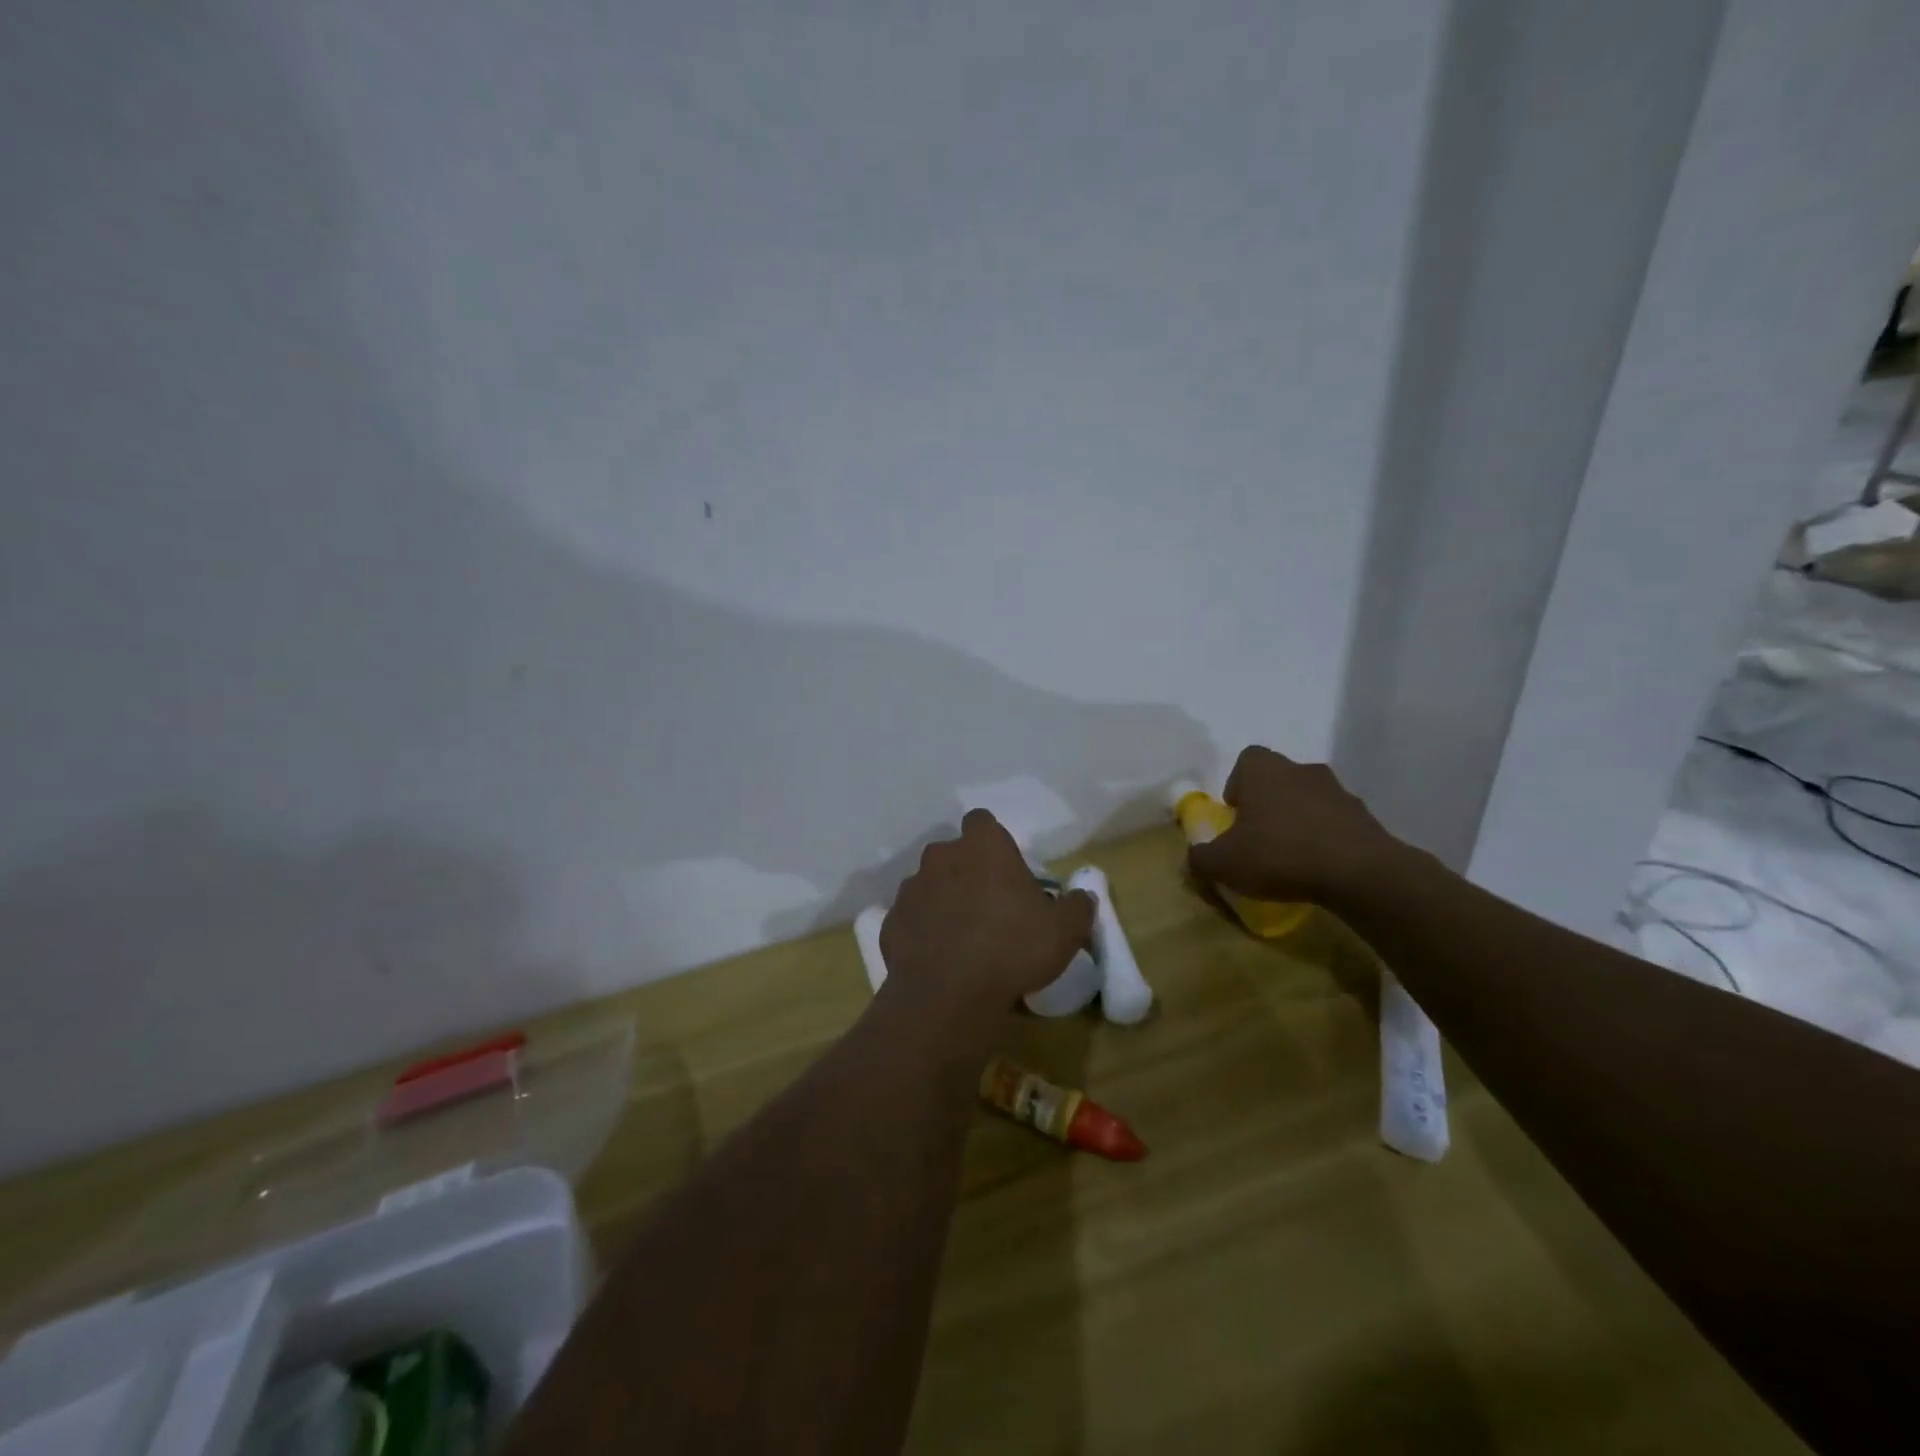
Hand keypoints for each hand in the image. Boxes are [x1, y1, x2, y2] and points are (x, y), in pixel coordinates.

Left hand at [879, 809, 1095, 1035]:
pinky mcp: (891, 921)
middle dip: (968, 872)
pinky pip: (912, 919)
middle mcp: (941, 856)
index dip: (993, 843)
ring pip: (930, 884)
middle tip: (990, 908)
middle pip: (954, 854)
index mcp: (983, 846)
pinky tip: (939, 959)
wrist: (947, 996)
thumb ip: (1077, 907)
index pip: (983, 822)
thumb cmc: (1012, 949)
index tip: (1006, 871)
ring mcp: (910, 888)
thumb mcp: (1064, 931)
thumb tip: (1082, 897)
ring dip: (943, 901)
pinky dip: (923, 931)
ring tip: (963, 938)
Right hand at [1187, 746, 1403, 904]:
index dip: (1237, 784)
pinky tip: (1319, 868)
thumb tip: (1193, 860)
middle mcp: (1301, 770)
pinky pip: (1335, 823)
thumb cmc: (1279, 854)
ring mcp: (1338, 792)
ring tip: (1290, 857)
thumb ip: (1200, 859)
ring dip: (1298, 821)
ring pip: (1308, 800)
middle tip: (1258, 838)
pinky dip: (1326, 839)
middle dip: (1267, 804)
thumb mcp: (1223, 863)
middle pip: (1278, 779)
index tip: (1235, 815)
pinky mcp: (1365, 818)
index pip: (1247, 759)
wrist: (1359, 873)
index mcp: (1264, 770)